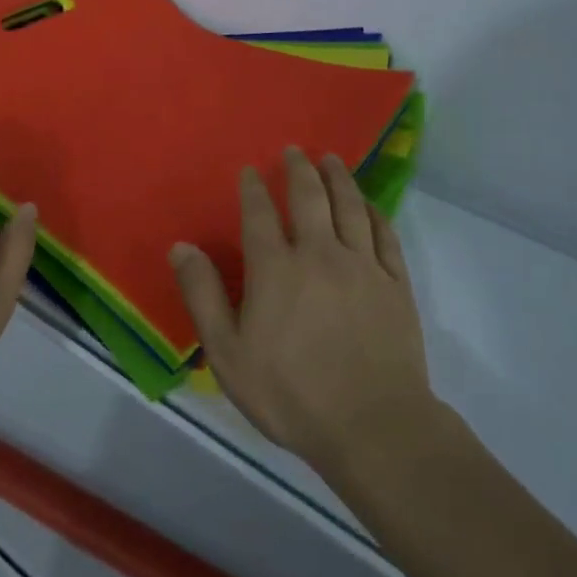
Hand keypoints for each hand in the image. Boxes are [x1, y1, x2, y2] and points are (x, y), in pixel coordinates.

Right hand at [169, 147, 448, 482]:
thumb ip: (203, 295)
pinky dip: (375, 212)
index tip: (250, 170)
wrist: (373, 426)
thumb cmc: (290, 393)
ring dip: (339, 179)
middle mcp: (320, 254)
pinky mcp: (395, 284)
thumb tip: (181, 246)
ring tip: (332, 161)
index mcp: (276, 269)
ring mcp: (363, 267)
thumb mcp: (228, 353)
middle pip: (310, 198)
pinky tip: (369, 204)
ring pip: (351, 207)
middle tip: (295, 150)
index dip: (253, 188)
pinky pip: (385, 235)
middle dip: (299, 170)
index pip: (260, 214)